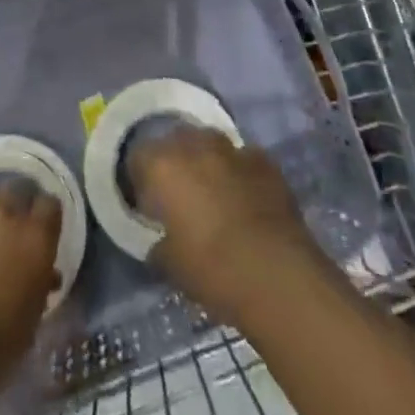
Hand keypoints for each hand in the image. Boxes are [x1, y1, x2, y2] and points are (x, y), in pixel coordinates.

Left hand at [0, 183, 61, 387]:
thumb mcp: (33, 316)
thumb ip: (41, 283)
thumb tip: (46, 274)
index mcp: (36, 236)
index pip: (50, 205)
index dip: (46, 216)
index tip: (42, 229)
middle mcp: (6, 213)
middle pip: (17, 189)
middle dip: (16, 204)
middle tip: (11, 228)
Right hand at [127, 127, 323, 324]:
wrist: (276, 274)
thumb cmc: (212, 270)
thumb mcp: (170, 265)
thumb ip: (159, 244)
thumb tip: (160, 241)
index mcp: (163, 166)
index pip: (138, 157)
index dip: (140, 179)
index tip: (147, 202)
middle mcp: (194, 145)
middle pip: (175, 140)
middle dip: (174, 161)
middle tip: (178, 194)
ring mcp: (232, 149)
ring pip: (210, 142)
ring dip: (206, 160)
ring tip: (212, 192)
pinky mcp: (264, 160)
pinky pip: (243, 158)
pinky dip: (239, 171)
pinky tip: (245, 197)